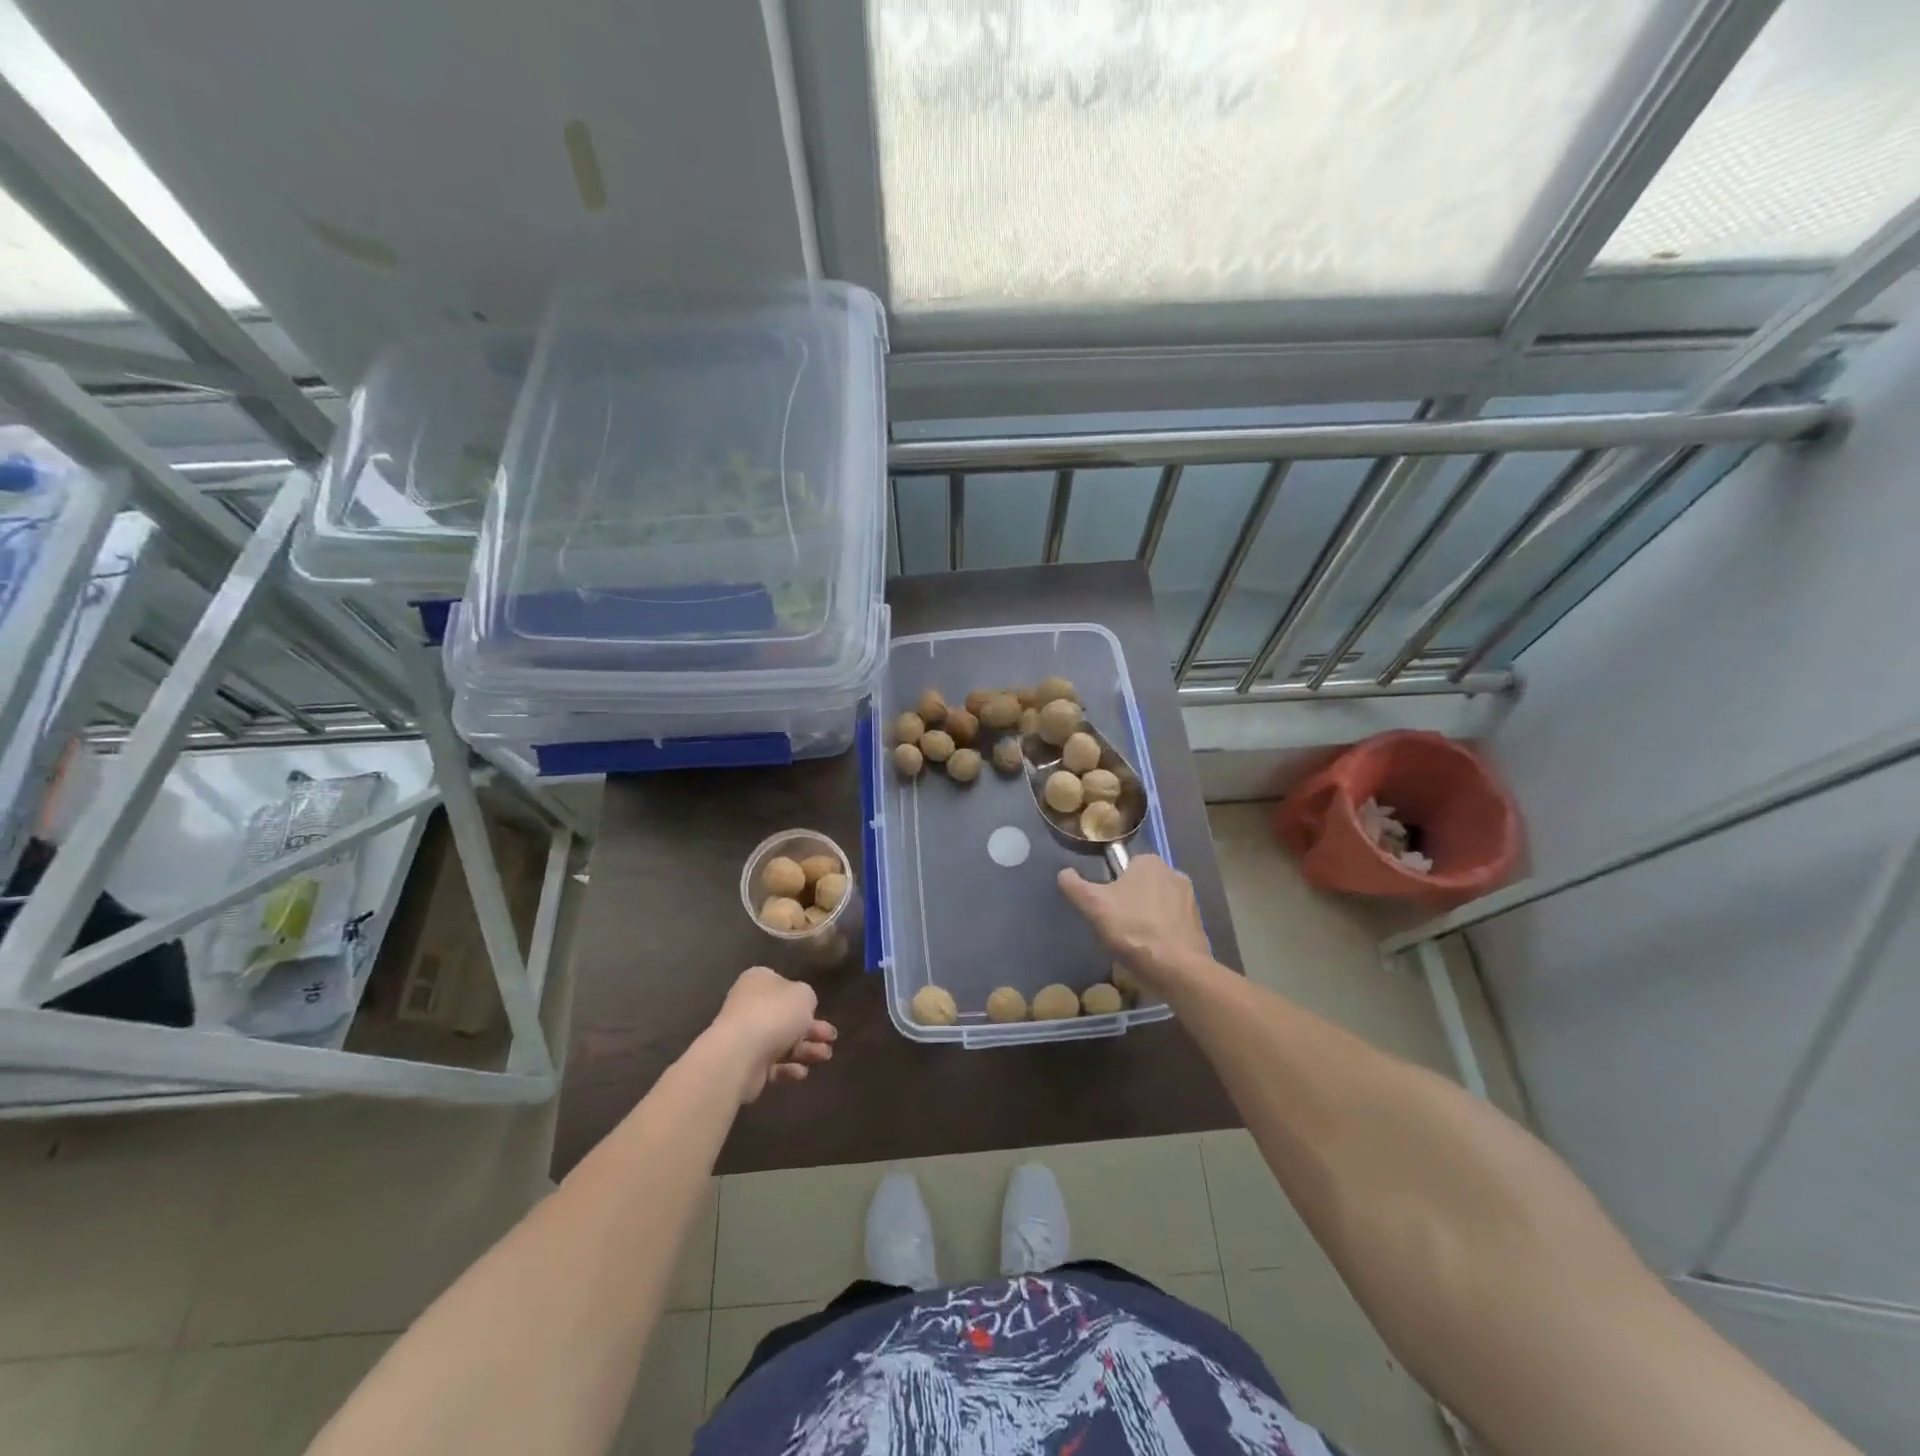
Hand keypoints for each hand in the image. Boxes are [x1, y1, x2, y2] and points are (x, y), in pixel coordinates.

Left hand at [707, 967, 836, 1104]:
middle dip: (812, 1028)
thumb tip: (801, 1009)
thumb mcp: (804, 995)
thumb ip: (807, 998)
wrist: (740, 1053)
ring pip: (783, 1042)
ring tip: (826, 1056)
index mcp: (759, 981)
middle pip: (786, 1016)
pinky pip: (773, 1064)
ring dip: (807, 1049)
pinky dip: (789, 1068)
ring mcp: (747, 1036)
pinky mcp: (747, 1064)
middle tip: (831, 1037)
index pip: (783, 985)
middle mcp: (750, 1005)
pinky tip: (802, 1072)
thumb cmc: (774, 1013)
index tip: (818, 1009)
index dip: (802, 997)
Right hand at [1057, 854, 1209, 989]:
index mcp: (1149, 862)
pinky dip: (1162, 933)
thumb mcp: (1093, 906)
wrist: (1178, 969)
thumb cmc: (1133, 929)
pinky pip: (1172, 923)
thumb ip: (1075, 886)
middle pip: (1141, 885)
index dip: (1111, 887)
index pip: (1124, 867)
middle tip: (1116, 926)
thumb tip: (1064, 873)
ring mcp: (1190, 899)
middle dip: (1130, 901)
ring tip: (1133, 942)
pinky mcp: (1198, 924)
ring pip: (1157, 904)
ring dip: (1146, 917)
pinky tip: (1152, 951)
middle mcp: (1174, 873)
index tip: (1105, 908)